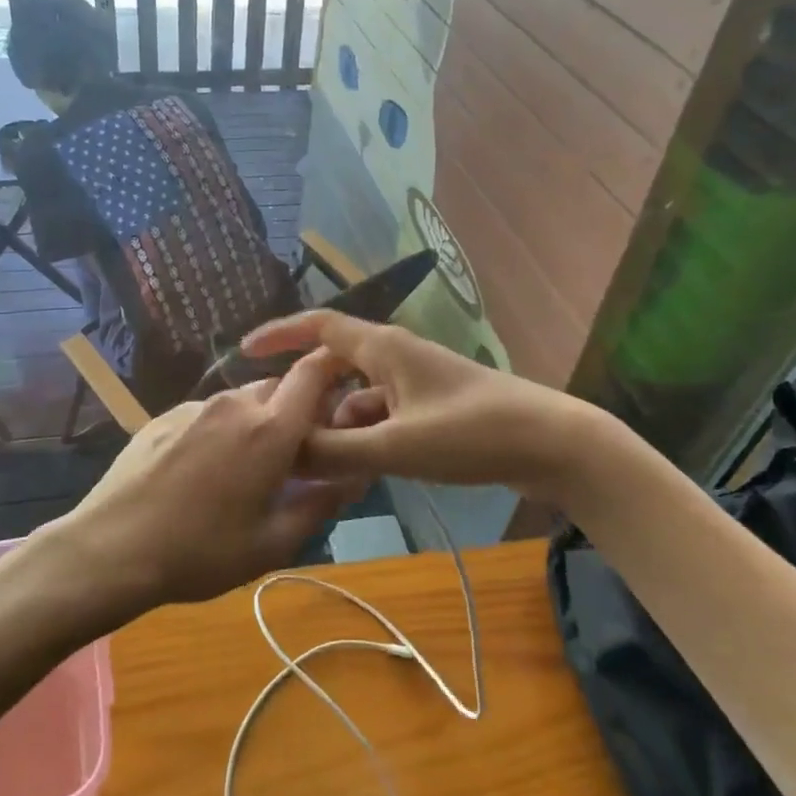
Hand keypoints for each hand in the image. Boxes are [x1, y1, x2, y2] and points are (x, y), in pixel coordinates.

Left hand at [48, 351, 362, 609]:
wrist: (110, 549)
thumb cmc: (201, 552)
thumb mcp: (272, 543)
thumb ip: (320, 505)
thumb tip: (353, 478)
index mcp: (270, 429)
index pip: (313, 372)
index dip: (333, 372)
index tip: (342, 397)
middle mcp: (235, 404)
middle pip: (279, 387)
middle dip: (296, 411)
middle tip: (295, 455)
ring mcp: (194, 407)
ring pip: (243, 400)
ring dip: (257, 422)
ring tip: (245, 469)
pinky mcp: (164, 416)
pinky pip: (208, 412)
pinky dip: (221, 430)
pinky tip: (203, 472)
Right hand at [242, 311, 600, 500]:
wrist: (552, 444)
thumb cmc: (473, 433)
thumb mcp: (398, 446)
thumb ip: (336, 451)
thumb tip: (282, 452)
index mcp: (383, 348)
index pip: (318, 326)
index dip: (279, 335)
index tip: (243, 352)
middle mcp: (394, 357)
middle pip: (332, 366)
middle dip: (303, 394)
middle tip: (272, 427)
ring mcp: (414, 383)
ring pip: (356, 398)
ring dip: (333, 423)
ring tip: (308, 461)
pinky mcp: (430, 409)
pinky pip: (380, 416)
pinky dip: (361, 437)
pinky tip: (352, 469)